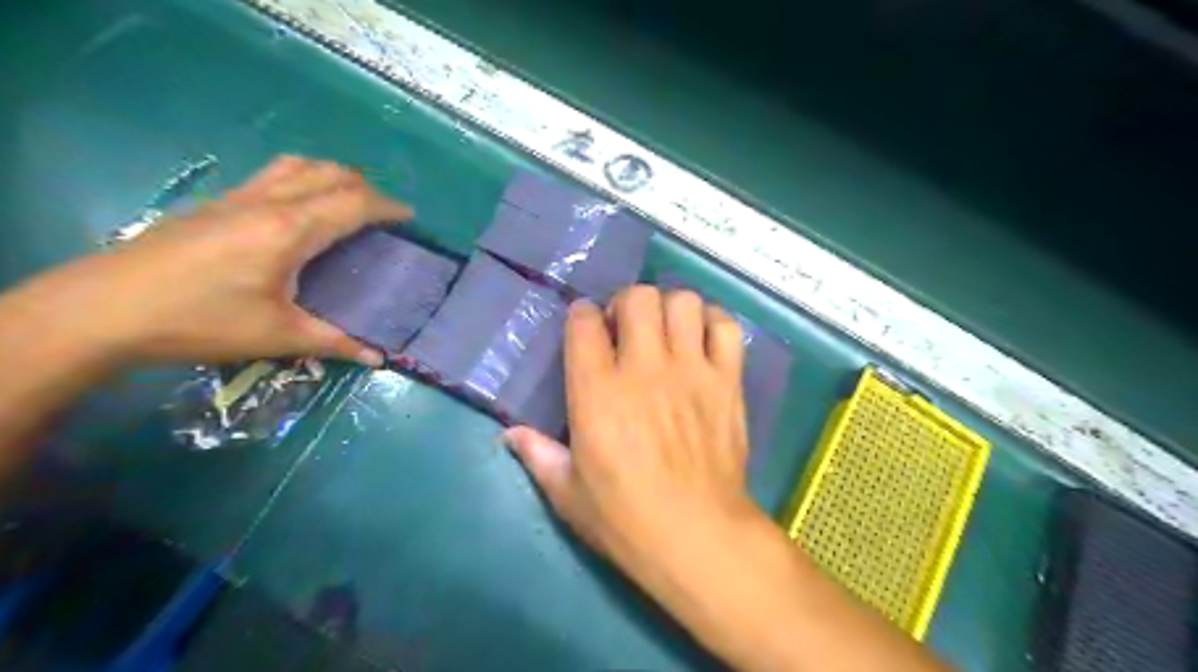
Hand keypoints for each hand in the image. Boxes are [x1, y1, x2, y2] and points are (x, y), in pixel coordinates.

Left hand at [22, 155, 411, 367]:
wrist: (104, 309)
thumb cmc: (201, 321)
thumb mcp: (277, 336)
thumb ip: (335, 341)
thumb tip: (379, 358)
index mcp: (291, 230)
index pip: (353, 203)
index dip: (387, 206)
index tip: (409, 218)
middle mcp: (269, 202)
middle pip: (329, 173)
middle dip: (365, 188)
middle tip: (382, 215)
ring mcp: (238, 198)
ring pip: (297, 165)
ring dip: (332, 176)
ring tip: (347, 202)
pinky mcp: (216, 204)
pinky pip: (273, 175)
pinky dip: (303, 180)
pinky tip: (299, 210)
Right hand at [503, 287, 756, 590]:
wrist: (698, 537)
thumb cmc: (625, 519)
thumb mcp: (567, 494)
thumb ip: (538, 455)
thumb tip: (510, 434)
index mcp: (598, 392)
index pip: (584, 323)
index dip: (582, 316)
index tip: (586, 327)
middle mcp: (644, 369)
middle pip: (639, 298)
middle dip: (627, 304)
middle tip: (627, 329)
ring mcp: (691, 371)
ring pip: (684, 303)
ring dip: (671, 310)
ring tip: (666, 333)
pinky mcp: (727, 382)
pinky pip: (725, 328)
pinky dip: (713, 325)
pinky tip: (703, 343)